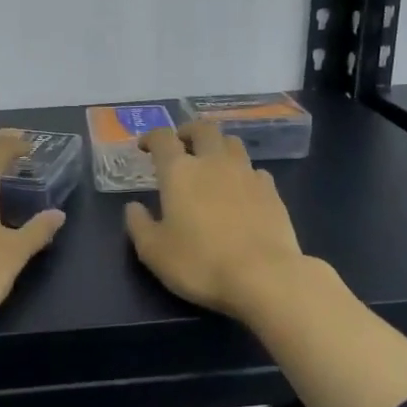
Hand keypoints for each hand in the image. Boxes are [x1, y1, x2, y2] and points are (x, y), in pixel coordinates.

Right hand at [125, 122, 308, 318]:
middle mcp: (213, 163)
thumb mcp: (154, 252)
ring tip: (212, 162)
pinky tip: (241, 190)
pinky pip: (255, 170)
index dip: (151, 138)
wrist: (263, 277)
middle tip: (181, 144)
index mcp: (180, 172)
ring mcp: (246, 174)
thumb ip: (138, 225)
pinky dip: (243, 173)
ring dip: (218, 146)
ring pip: (232, 143)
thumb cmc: (200, 263)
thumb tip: (134, 207)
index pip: (163, 138)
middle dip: (188, 131)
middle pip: (203, 129)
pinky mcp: (272, 191)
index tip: (144, 147)